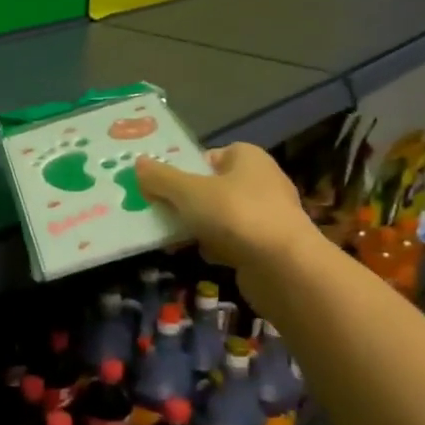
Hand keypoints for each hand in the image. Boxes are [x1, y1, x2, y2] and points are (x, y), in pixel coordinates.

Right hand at [134, 143, 313, 269]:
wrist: (285, 268)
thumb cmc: (236, 215)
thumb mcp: (188, 192)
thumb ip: (161, 178)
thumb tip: (138, 164)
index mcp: (247, 157)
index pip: (208, 156)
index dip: (183, 169)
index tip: (160, 185)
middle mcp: (261, 181)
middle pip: (211, 187)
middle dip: (184, 202)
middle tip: (157, 212)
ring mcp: (267, 216)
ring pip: (219, 216)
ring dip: (197, 227)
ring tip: (171, 238)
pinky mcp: (268, 246)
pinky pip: (231, 241)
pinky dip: (214, 247)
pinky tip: (199, 256)